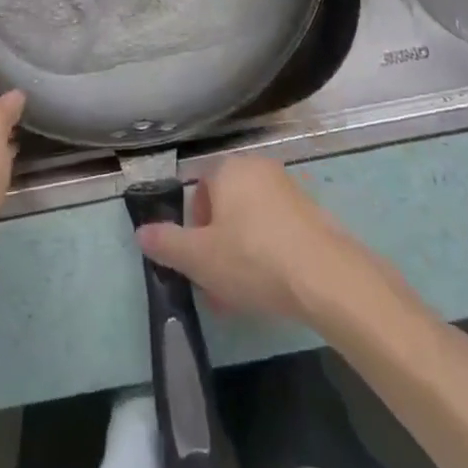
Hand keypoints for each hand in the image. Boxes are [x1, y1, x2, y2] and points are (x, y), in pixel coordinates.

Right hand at [134, 155, 383, 326]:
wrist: (326, 277)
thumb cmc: (253, 258)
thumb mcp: (199, 257)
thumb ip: (166, 243)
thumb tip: (141, 232)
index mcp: (228, 169)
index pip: (199, 192)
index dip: (193, 230)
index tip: (198, 264)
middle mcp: (258, 168)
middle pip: (225, 208)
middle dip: (216, 247)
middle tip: (216, 287)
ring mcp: (289, 189)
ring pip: (251, 223)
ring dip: (240, 255)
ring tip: (241, 298)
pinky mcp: (313, 214)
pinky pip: (277, 231)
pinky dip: (268, 254)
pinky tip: (271, 290)